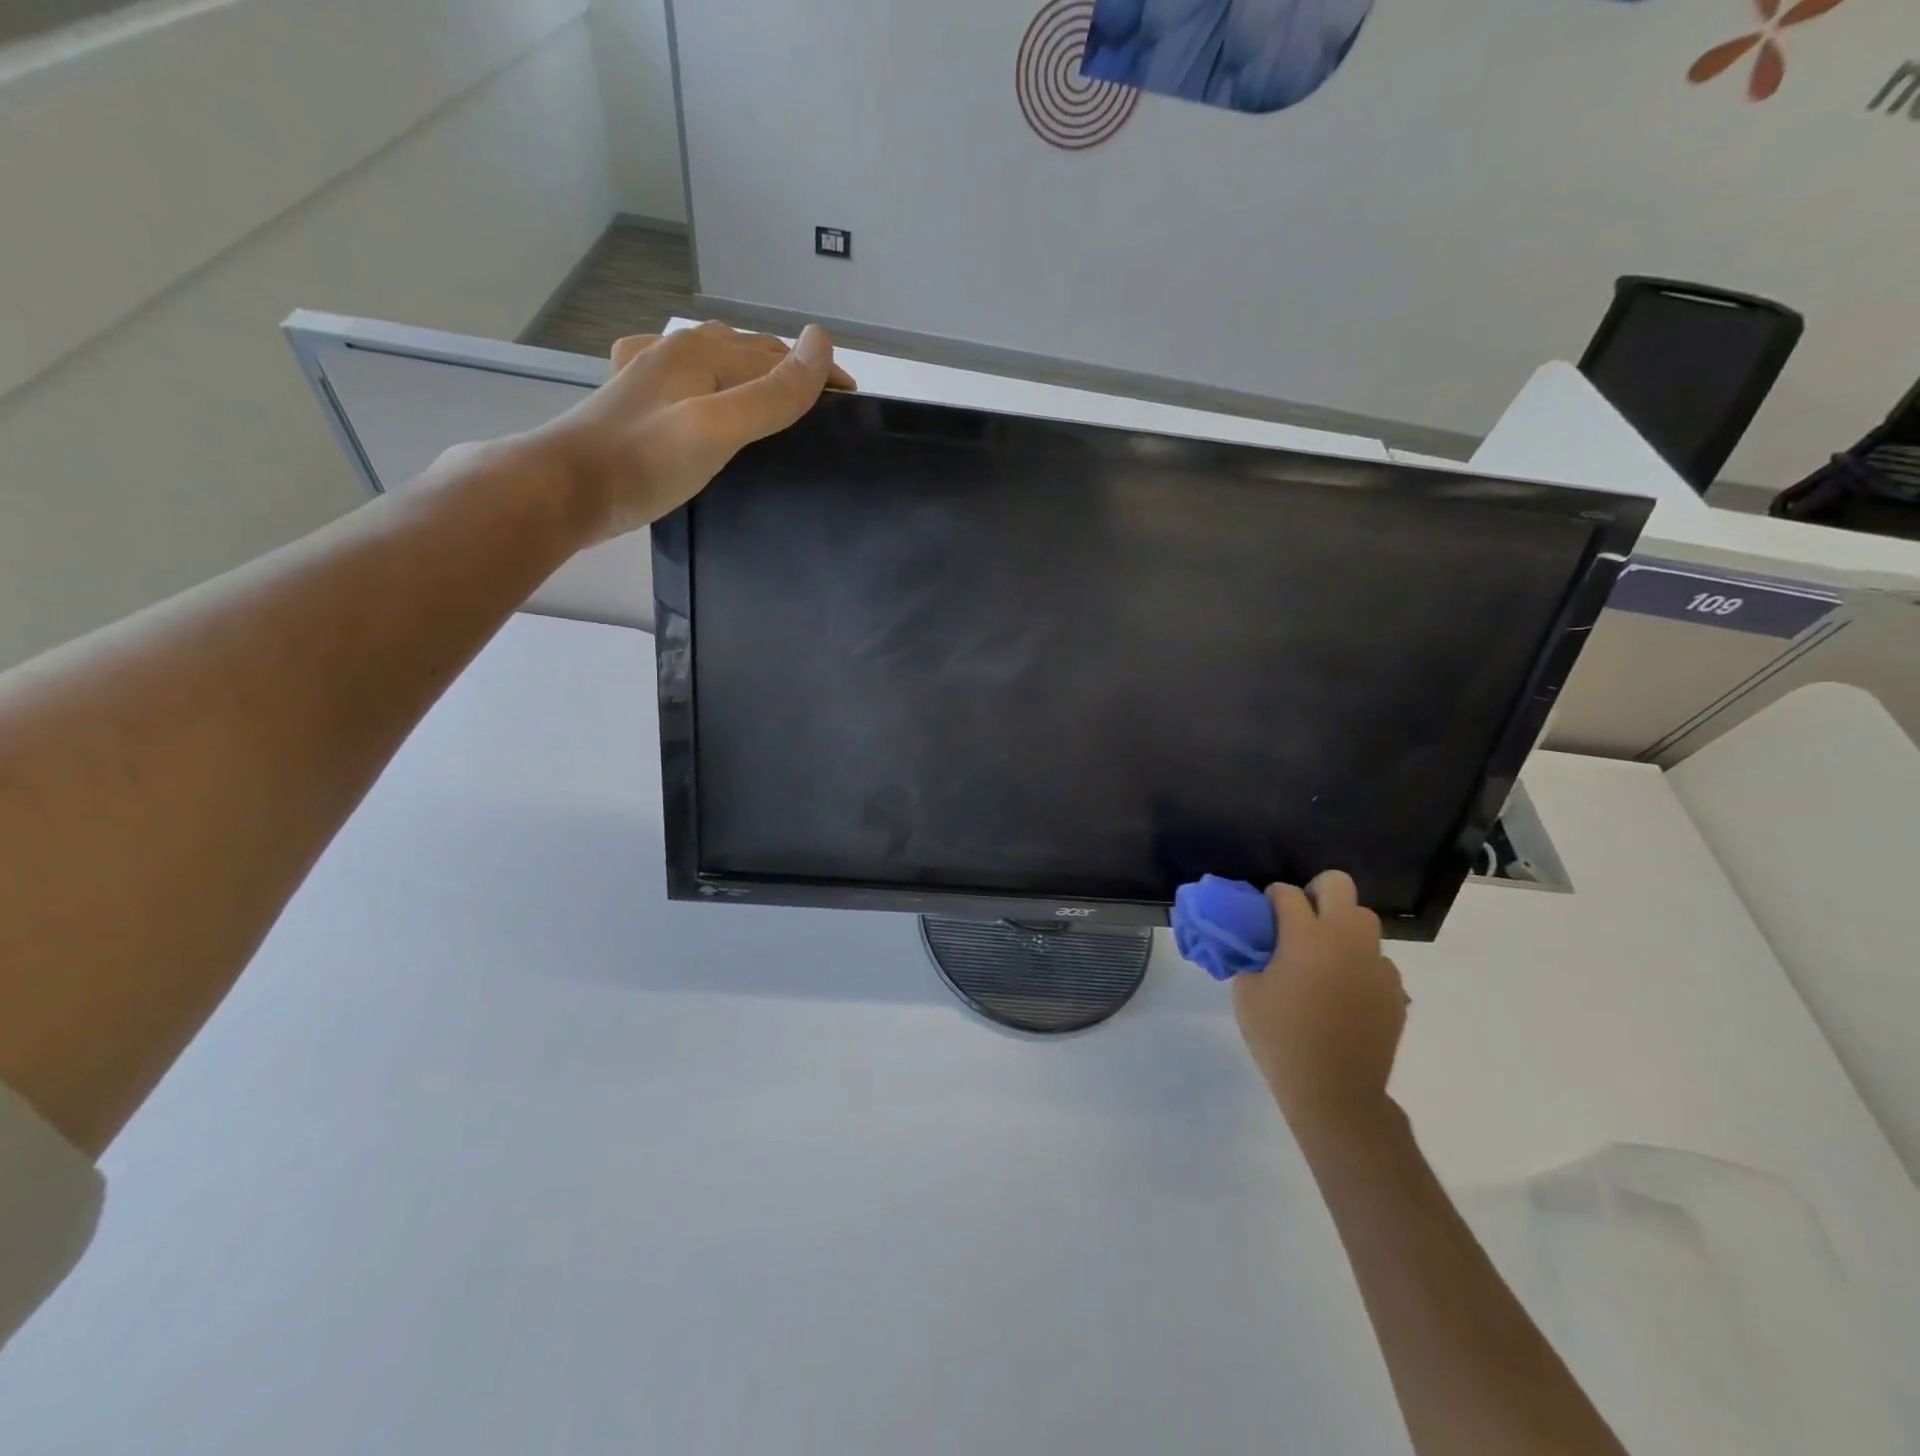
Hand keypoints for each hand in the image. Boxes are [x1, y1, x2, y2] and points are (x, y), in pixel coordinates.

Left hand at [535, 321, 855, 542]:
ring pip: (717, 363)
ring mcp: (650, 374)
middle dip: (789, 372)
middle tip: (822, 409)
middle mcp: (676, 350)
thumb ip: (772, 392)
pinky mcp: (634, 402)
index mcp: (701, 351)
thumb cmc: (646, 460)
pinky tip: (706, 398)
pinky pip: (687, 382)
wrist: (565, 488)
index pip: (778, 355)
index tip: (852, 402)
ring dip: (753, 375)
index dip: (819, 374)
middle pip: (748, 353)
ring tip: (777, 404)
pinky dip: (712, 385)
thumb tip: (822, 342)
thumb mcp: (719, 427)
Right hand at [1232, 871, 1407, 1138]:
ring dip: (1342, 926)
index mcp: (1305, 936)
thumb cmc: (1281, 1038)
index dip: (1272, 897)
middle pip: (1338, 885)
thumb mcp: (1247, 993)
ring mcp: (1376, 964)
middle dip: (1316, 892)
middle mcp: (1346, 939)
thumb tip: (1259, 948)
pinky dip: (1359, 964)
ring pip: (1364, 920)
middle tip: (1300, 919)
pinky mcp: (1395, 990)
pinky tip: (1343, 992)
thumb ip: (1251, 959)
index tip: (1263, 912)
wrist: (1335, 1091)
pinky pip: (1377, 961)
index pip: (1287, 893)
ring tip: (1324, 956)